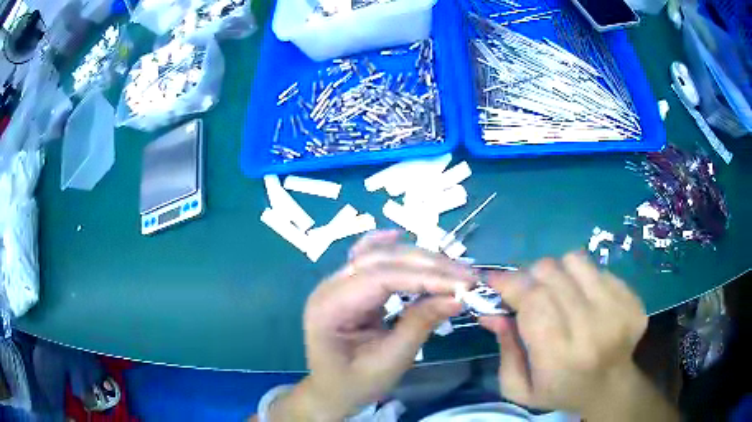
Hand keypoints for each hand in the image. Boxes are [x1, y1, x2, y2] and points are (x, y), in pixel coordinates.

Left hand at [270, 230, 474, 420]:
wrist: (331, 392)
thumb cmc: (356, 384)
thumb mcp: (390, 361)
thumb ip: (420, 324)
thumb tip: (458, 296)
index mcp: (330, 308)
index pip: (381, 278)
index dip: (425, 277)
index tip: (463, 283)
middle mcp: (329, 287)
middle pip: (381, 260)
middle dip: (427, 265)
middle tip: (466, 275)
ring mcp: (336, 284)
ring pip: (379, 256)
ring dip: (418, 259)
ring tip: (453, 268)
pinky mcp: (348, 287)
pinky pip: (367, 259)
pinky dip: (388, 248)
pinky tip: (400, 236)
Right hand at [479, 252, 648, 414]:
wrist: (610, 387)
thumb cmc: (560, 391)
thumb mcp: (520, 388)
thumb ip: (505, 351)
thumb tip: (492, 313)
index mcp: (560, 356)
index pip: (533, 302)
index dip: (510, 284)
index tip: (493, 279)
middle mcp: (592, 327)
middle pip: (551, 275)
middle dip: (529, 277)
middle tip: (525, 290)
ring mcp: (616, 308)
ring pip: (574, 261)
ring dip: (557, 271)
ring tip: (557, 291)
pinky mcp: (630, 296)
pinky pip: (596, 267)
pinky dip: (581, 276)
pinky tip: (582, 298)